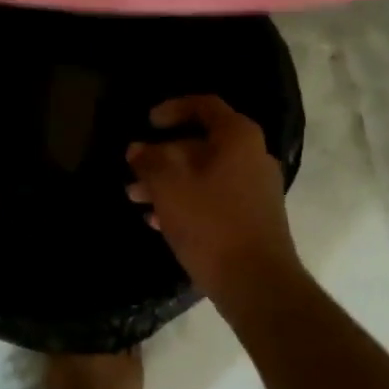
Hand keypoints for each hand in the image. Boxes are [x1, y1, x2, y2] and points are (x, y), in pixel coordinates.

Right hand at [127, 96, 300, 302]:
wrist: (256, 281)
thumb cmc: (210, 223)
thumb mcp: (169, 187)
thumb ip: (149, 161)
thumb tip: (137, 149)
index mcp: (238, 138)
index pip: (204, 106)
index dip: (173, 109)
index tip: (147, 122)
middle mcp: (252, 157)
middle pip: (201, 145)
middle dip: (162, 157)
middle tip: (133, 173)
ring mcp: (256, 189)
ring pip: (203, 175)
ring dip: (168, 183)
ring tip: (136, 200)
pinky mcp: (252, 218)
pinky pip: (213, 199)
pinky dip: (186, 203)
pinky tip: (158, 222)